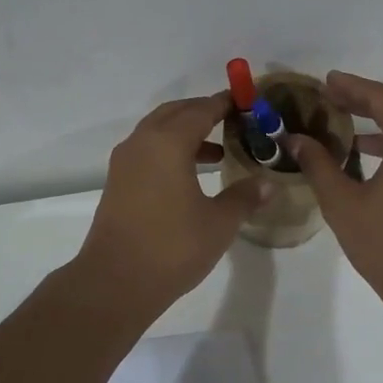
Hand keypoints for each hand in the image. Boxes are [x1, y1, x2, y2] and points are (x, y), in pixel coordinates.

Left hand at [73, 93, 269, 316]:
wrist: (115, 282)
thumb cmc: (172, 247)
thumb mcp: (219, 223)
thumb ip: (244, 197)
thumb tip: (267, 183)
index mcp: (168, 143)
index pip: (201, 110)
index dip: (225, 103)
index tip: (246, 100)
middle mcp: (142, 143)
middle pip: (175, 113)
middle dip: (203, 111)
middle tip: (233, 120)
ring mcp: (125, 163)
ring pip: (158, 132)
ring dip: (186, 133)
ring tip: (219, 151)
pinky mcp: (118, 183)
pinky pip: (148, 151)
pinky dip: (171, 151)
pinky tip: (191, 175)